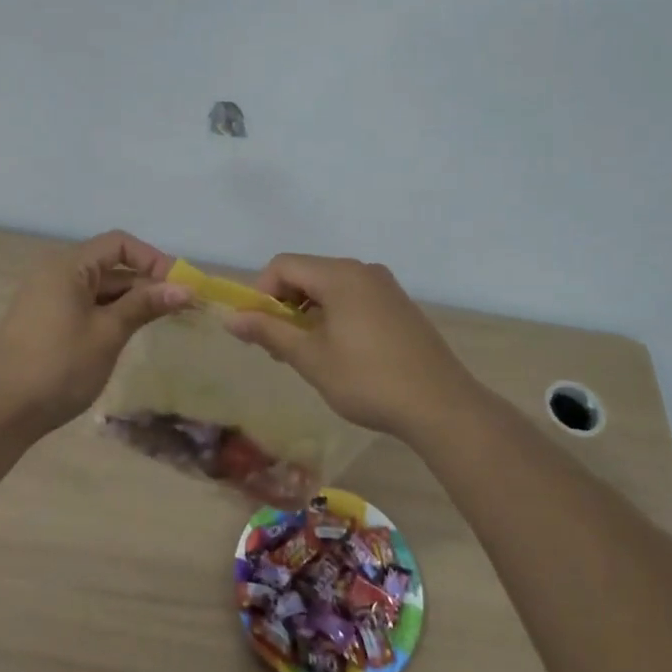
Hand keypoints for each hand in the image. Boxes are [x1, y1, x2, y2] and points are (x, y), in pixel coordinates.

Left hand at [0, 230, 191, 437]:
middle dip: (147, 282)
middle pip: (110, 265)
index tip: (181, 285)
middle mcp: (55, 273)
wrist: (0, 414)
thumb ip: (144, 304)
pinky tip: (130, 332)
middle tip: (182, 306)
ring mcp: (47, 298)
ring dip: (131, 300)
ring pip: (99, 288)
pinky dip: (111, 313)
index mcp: (67, 266)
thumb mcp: (108, 333)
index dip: (153, 259)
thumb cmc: (58, 367)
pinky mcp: (45, 321)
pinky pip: (85, 305)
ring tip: (163, 320)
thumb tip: (184, 288)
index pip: (119, 244)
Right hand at [224, 255, 481, 440]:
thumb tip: (230, 318)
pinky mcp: (399, 305)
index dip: (261, 292)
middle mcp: (363, 270)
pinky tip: (339, 352)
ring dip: (308, 312)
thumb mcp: (311, 358)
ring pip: (331, 287)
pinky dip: (334, 315)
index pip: (284, 265)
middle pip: (307, 273)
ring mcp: (385, 287)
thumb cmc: (368, 380)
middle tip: (278, 347)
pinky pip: (354, 298)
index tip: (257, 330)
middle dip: (284, 305)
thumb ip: (269, 332)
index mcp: (339, 275)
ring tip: (307, 353)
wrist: (441, 405)